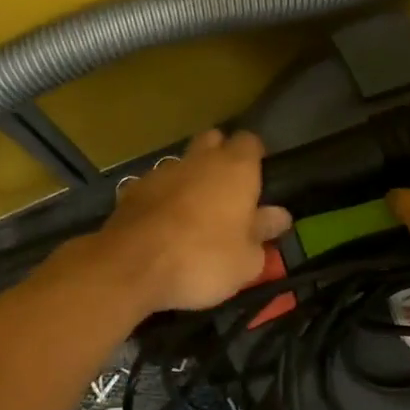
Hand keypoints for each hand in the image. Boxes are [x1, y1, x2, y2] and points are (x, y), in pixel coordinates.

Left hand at [85, 129, 292, 314]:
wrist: (131, 267)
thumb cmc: (203, 260)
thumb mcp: (247, 260)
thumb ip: (263, 233)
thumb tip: (278, 216)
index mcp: (235, 169)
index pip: (250, 142)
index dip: (255, 158)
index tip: (258, 181)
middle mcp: (199, 160)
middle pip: (213, 141)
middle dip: (220, 157)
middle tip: (227, 192)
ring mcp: (161, 172)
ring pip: (182, 164)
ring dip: (190, 180)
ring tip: (193, 214)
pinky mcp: (132, 190)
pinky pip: (156, 186)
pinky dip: (163, 199)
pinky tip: (163, 226)